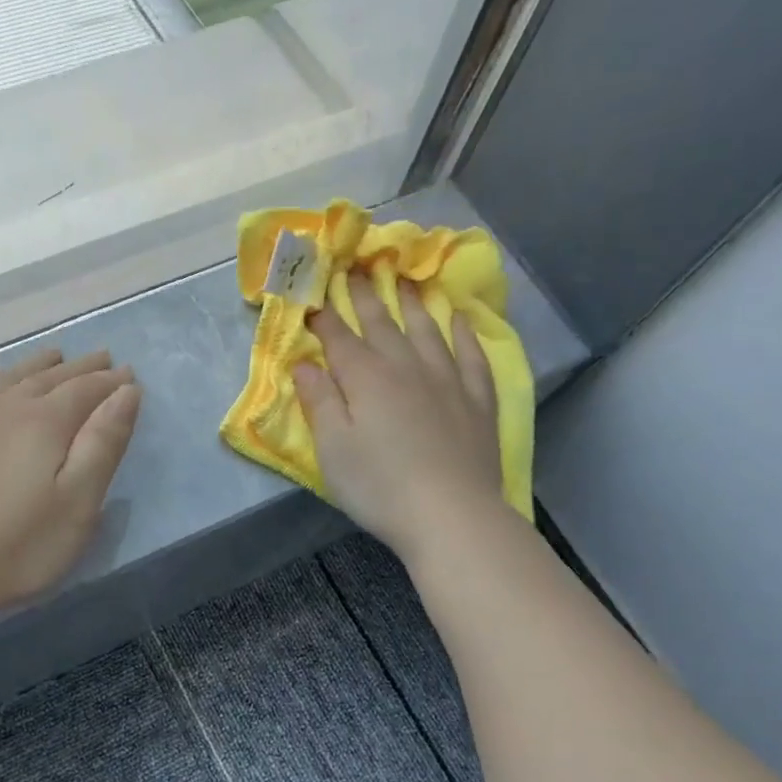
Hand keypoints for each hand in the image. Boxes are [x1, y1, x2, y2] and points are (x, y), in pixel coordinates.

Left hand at [0, 349, 141, 614]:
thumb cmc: (21, 544)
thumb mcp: (78, 500)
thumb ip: (104, 442)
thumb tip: (126, 391)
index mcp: (45, 421)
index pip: (86, 389)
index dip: (110, 381)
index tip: (130, 374)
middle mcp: (8, 408)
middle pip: (51, 377)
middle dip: (81, 368)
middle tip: (104, 358)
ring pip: (14, 378)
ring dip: (40, 365)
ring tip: (56, 356)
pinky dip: (3, 377)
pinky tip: (2, 383)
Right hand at [294, 275, 505, 563]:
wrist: (450, 513)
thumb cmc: (379, 486)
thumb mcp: (332, 448)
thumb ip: (318, 401)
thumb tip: (304, 363)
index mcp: (365, 378)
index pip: (338, 337)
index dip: (323, 315)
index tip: (313, 294)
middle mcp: (406, 366)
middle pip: (382, 323)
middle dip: (365, 296)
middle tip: (356, 268)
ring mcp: (447, 379)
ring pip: (427, 329)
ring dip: (413, 303)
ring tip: (405, 280)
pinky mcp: (477, 399)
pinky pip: (471, 354)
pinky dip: (463, 333)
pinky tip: (458, 319)